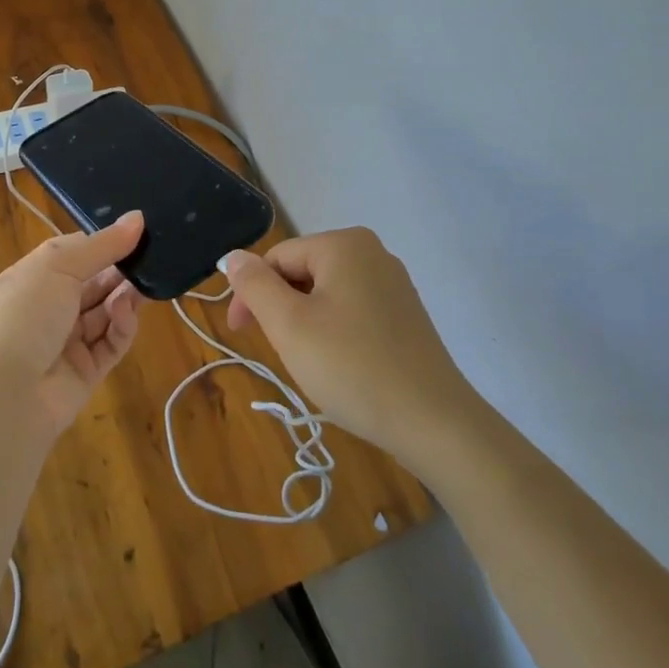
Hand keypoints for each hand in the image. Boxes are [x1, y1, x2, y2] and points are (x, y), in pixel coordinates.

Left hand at [0, 211, 146, 434]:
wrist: (4, 395)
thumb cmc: (24, 314)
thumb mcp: (59, 266)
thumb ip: (102, 244)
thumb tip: (138, 217)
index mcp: (32, 277)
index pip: (73, 253)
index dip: (102, 242)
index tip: (136, 231)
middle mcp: (48, 307)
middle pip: (93, 282)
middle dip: (120, 269)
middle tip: (151, 257)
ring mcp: (67, 341)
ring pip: (105, 311)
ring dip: (124, 297)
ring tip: (143, 285)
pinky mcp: (86, 371)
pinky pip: (111, 343)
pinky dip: (122, 326)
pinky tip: (126, 313)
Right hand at [223, 227, 475, 471]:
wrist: (434, 423)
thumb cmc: (352, 367)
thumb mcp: (289, 325)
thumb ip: (255, 285)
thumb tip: (234, 256)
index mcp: (344, 244)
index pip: (277, 259)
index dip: (252, 295)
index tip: (240, 334)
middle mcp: (372, 252)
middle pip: (302, 272)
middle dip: (282, 309)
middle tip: (282, 353)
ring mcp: (394, 283)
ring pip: (326, 294)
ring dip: (306, 323)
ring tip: (313, 363)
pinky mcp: (405, 313)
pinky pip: (353, 310)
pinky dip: (335, 332)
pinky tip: (341, 365)